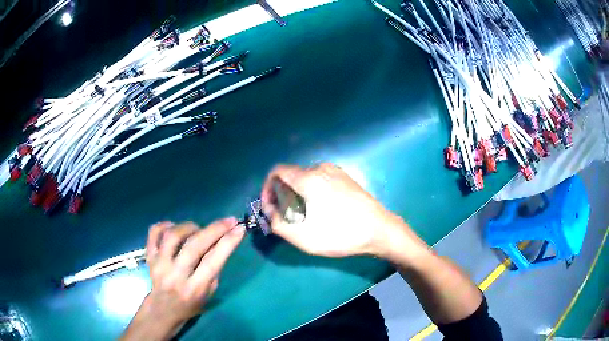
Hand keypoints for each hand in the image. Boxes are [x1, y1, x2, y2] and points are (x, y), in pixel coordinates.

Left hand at [121, 219, 244, 340]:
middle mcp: (175, 276)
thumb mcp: (209, 292)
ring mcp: (159, 265)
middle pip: (194, 246)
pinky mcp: (149, 257)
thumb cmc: (191, 303)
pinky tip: (174, 227)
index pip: (212, 262)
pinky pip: (154, 233)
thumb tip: (221, 241)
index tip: (239, 228)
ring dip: (190, 227)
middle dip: (214, 229)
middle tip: (228, 221)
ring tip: (198, 229)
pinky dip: (164, 224)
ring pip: (173, 236)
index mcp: (195, 288)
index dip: (227, 243)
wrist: (164, 309)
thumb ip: (213, 268)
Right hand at [261, 163, 427, 260]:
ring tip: (303, 217)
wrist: (379, 230)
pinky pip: (320, 181)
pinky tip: (321, 211)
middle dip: (282, 195)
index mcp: (308, 178)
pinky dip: (312, 193)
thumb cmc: (340, 234)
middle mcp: (321, 168)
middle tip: (286, 217)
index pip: (277, 172)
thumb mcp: (302, 236)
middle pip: (291, 176)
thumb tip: (271, 211)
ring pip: (306, 179)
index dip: (267, 188)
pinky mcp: (346, 178)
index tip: (270, 208)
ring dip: (297, 195)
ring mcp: (336, 171)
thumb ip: (277, 223)